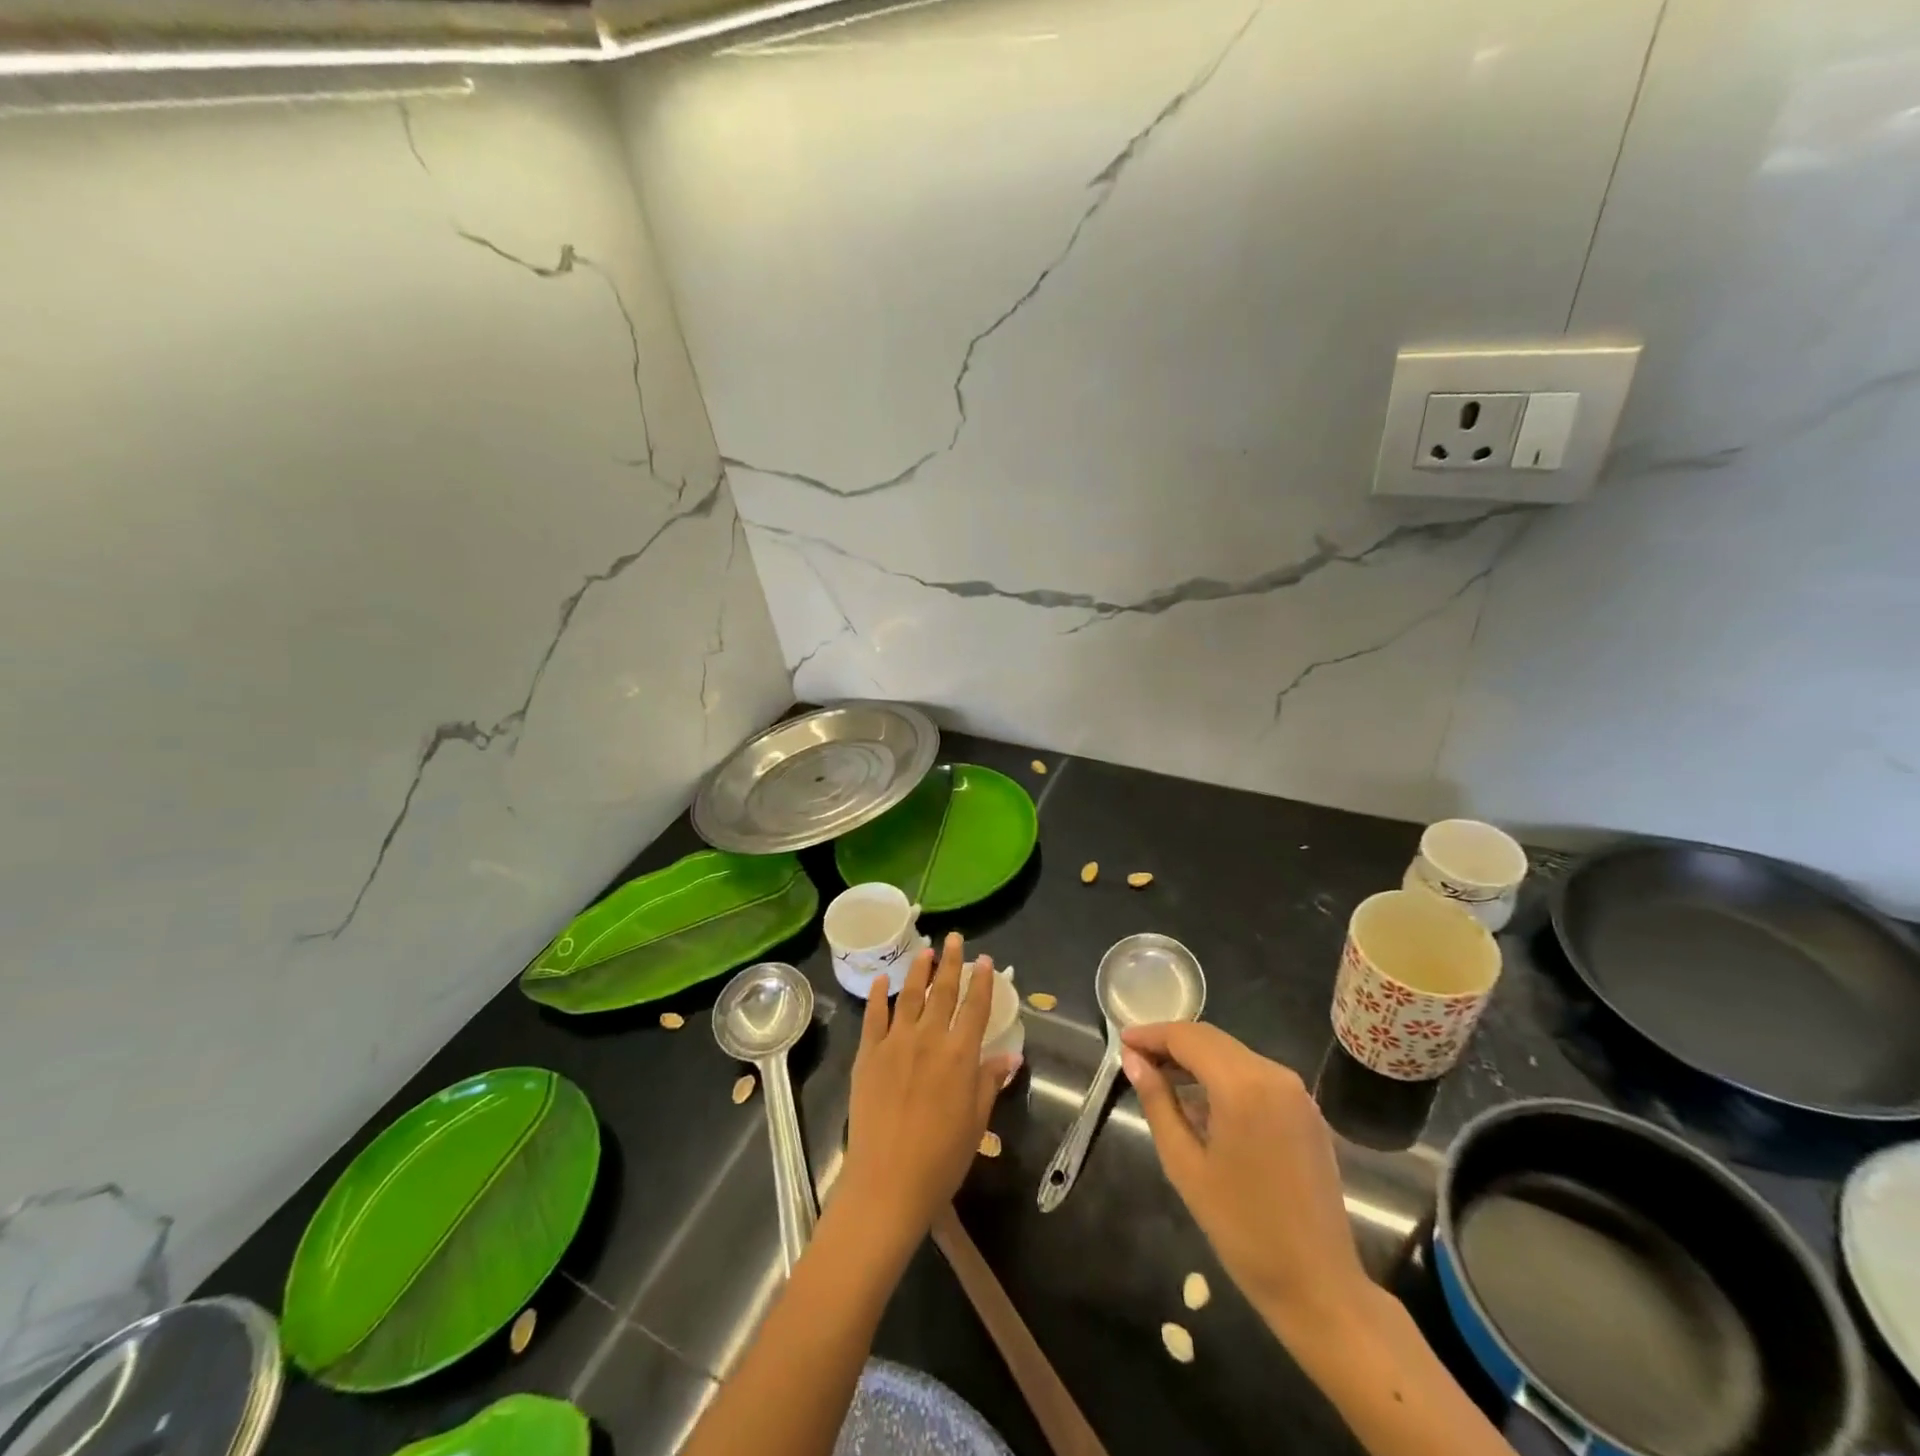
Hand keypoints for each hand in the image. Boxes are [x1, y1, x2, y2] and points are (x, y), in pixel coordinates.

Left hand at [837, 933, 1019, 1247]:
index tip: (985, 960)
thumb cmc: (941, 1159)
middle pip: (943, 992)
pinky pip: (874, 1017)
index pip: (975, 1008)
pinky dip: (879, 996)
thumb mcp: (977, 1122)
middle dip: (951, 963)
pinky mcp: (868, 1055)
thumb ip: (990, 1082)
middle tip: (955, 939)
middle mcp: (929, 1039)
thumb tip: (1011, 1056)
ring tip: (925, 950)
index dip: (981, 982)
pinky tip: (883, 980)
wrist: (888, 1182)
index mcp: (960, 1055)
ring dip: (919, 970)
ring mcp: (895, 1043)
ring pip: (909, 996)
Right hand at [1121, 1022, 1368, 1343]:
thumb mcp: (1185, 1164)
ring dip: (1197, 1059)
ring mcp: (1296, 1093)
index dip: (1152, 1035)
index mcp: (1243, 1085)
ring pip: (1234, 1055)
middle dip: (1172, 1043)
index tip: (1122, 1041)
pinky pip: (1256, 1076)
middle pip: (1212, 1040)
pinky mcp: (1306, 1112)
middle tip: (1136, 1058)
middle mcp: (1274, 1075)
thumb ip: (1157, 1103)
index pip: (1187, 1038)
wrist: (1318, 1286)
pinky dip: (1224, 1076)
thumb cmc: (1242, 1228)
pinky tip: (1202, 1100)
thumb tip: (1133, 1060)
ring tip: (1161, 1077)